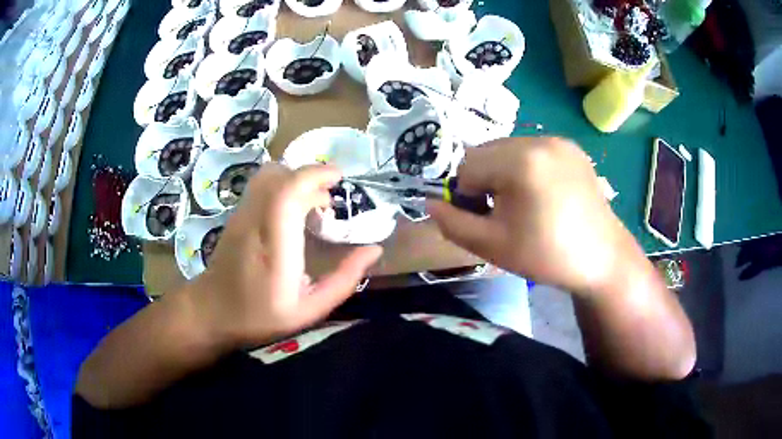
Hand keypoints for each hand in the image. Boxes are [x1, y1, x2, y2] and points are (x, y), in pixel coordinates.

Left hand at [190, 163, 381, 348]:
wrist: (211, 311)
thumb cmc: (260, 316)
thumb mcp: (310, 310)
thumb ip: (344, 280)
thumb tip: (374, 250)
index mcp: (275, 247)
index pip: (288, 192)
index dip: (315, 175)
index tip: (339, 179)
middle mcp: (254, 222)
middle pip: (278, 175)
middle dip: (309, 177)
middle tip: (328, 202)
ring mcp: (241, 215)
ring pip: (267, 175)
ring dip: (295, 180)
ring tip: (311, 205)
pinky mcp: (236, 214)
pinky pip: (261, 185)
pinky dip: (282, 186)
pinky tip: (291, 212)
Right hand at [429, 137, 631, 295]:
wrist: (601, 258)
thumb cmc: (547, 255)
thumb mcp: (492, 246)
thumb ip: (452, 224)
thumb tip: (429, 204)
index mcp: (520, 161)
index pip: (467, 166)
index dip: (468, 196)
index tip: (487, 219)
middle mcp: (539, 140)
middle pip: (487, 152)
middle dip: (485, 180)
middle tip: (504, 212)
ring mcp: (558, 141)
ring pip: (508, 149)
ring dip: (504, 172)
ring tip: (524, 202)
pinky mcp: (572, 148)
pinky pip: (532, 150)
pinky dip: (526, 167)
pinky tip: (542, 193)